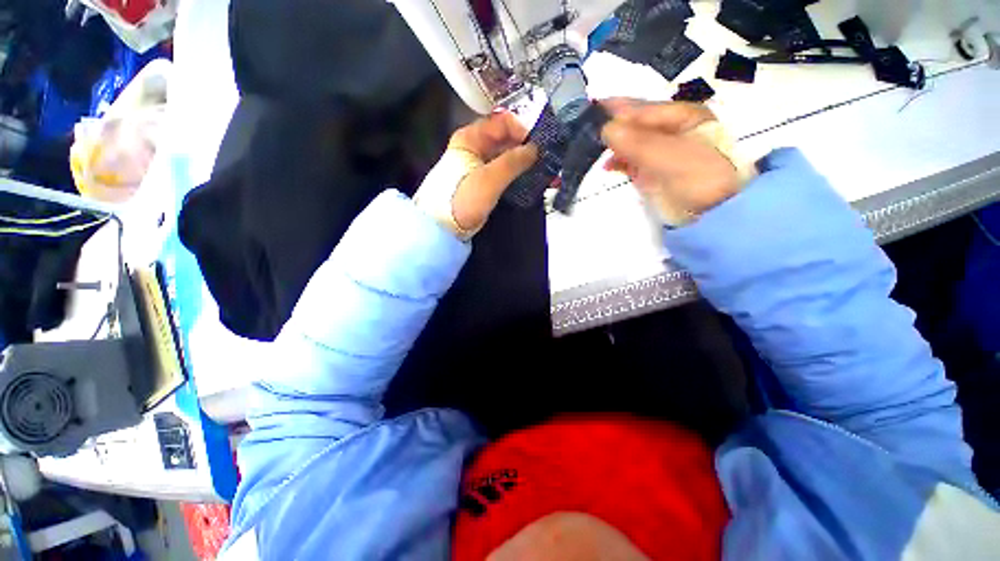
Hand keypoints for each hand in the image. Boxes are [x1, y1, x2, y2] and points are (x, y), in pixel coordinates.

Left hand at [415, 112, 537, 238]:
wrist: (443, 227)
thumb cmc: (462, 200)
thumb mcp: (489, 180)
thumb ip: (513, 162)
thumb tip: (535, 149)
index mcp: (471, 138)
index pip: (502, 122)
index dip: (522, 131)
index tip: (538, 147)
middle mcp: (475, 147)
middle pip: (506, 140)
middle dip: (527, 149)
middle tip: (546, 161)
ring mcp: (478, 165)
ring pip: (506, 157)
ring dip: (524, 164)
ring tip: (543, 173)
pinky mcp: (482, 182)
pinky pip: (503, 172)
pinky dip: (517, 175)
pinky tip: (531, 182)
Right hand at [600, 100, 745, 225]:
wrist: (713, 213)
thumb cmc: (700, 180)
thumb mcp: (672, 158)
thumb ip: (640, 143)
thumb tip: (607, 129)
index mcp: (683, 117)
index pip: (644, 109)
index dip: (619, 109)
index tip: (592, 110)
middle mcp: (669, 130)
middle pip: (634, 123)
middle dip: (611, 125)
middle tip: (584, 127)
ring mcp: (659, 152)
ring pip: (630, 142)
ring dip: (612, 144)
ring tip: (589, 146)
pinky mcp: (650, 171)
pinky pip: (630, 160)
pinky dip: (617, 162)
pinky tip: (607, 165)